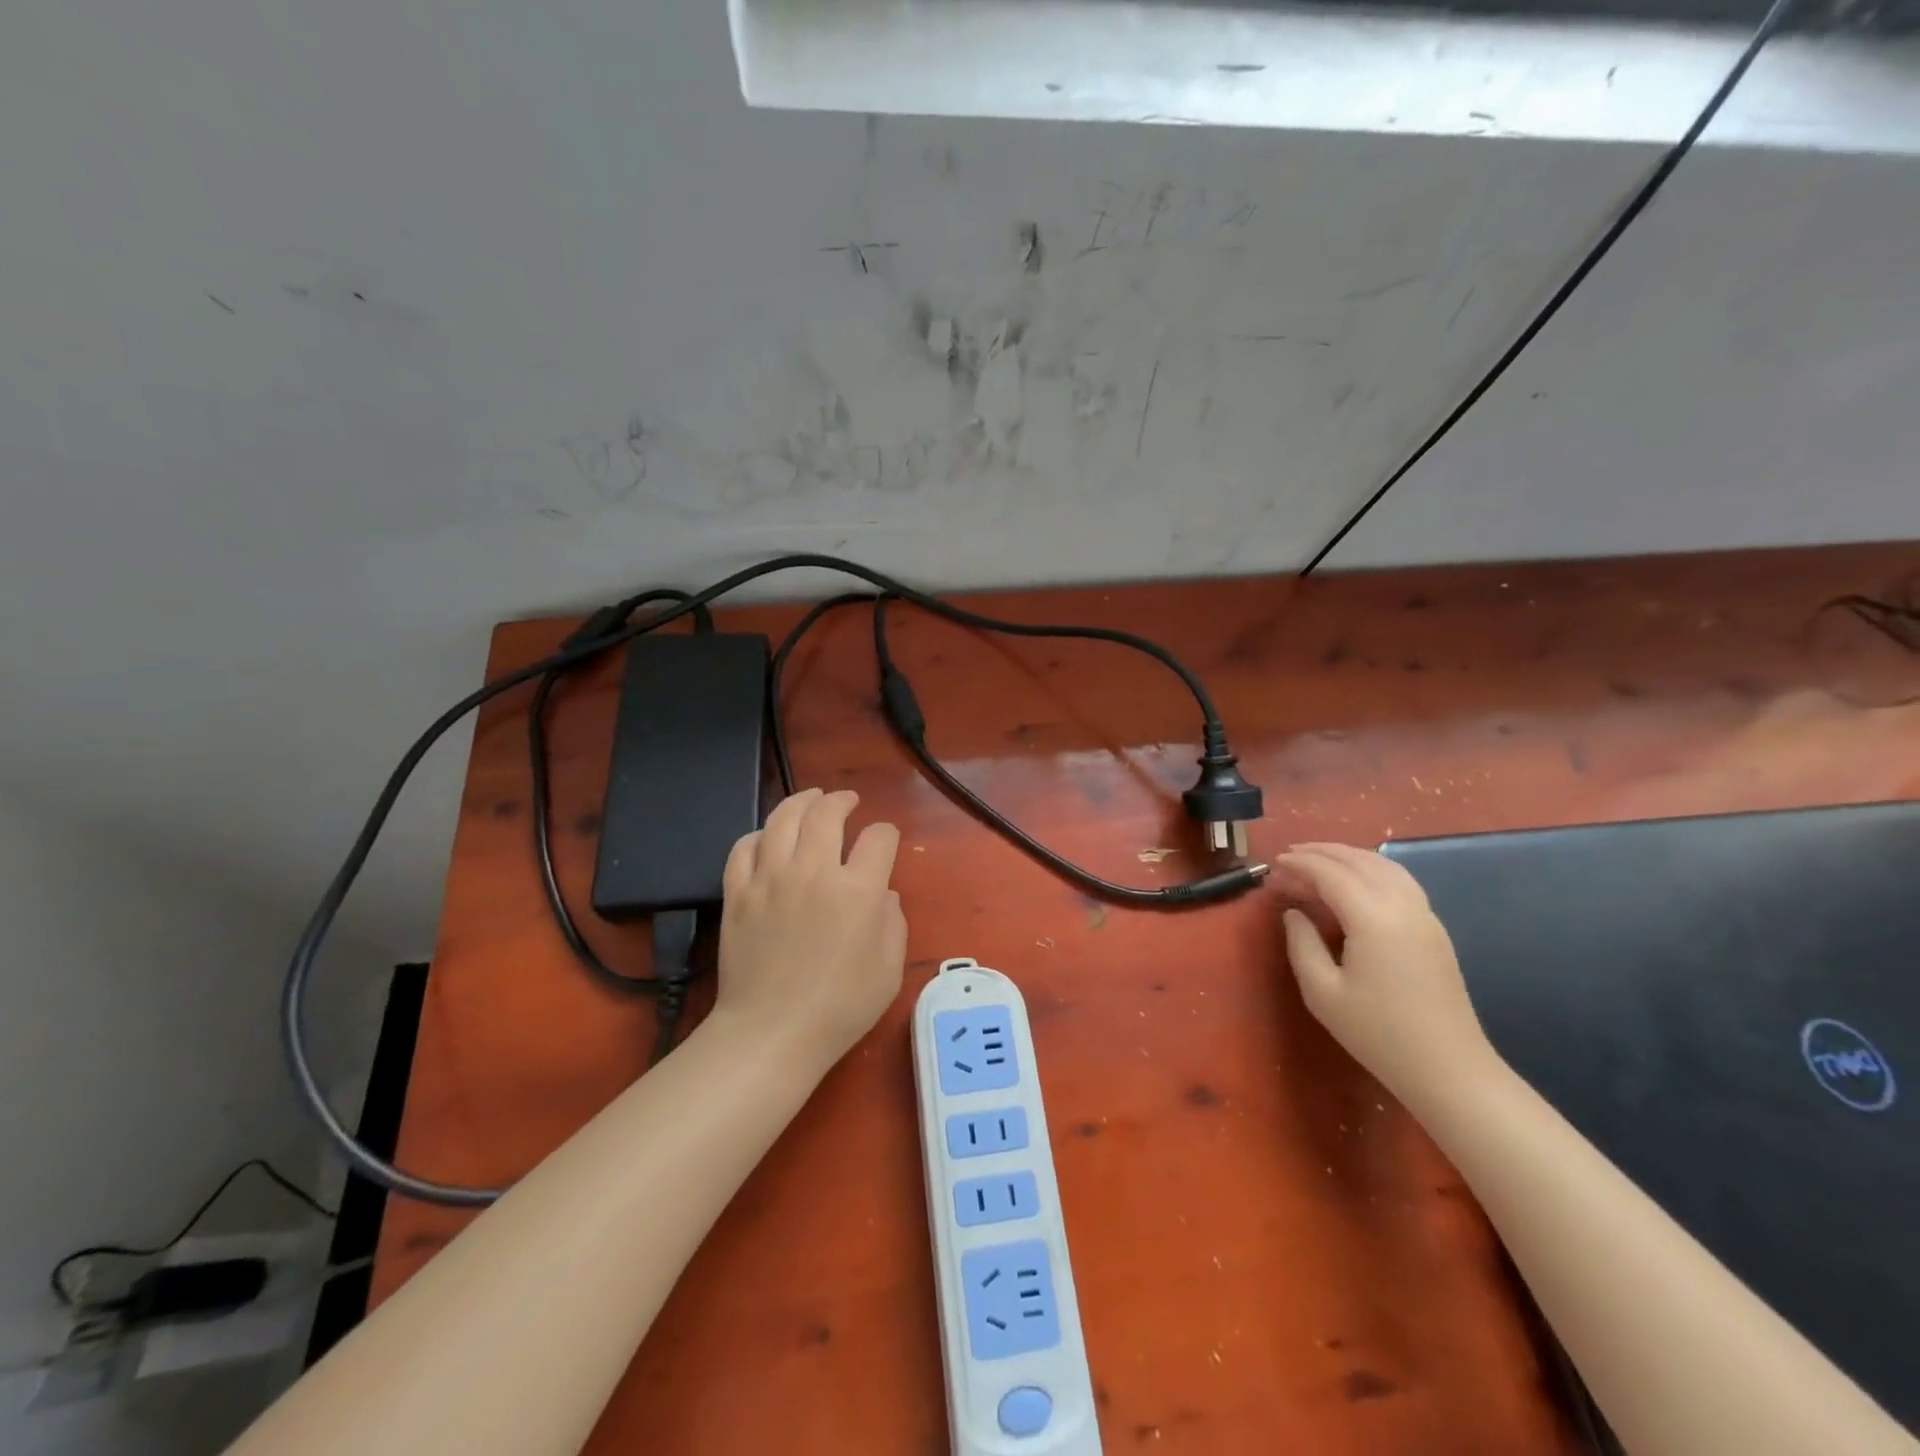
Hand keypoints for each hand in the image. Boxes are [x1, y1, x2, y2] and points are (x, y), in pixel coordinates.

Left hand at [715, 788, 906, 1077]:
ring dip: (802, 802)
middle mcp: (814, 871)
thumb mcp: (889, 970)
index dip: (886, 834)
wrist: (771, 1034)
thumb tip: (883, 895)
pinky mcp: (738, 892)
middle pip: (827, 813)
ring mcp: (770, 878)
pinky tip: (768, 838)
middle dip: (842, 801)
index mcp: (858, 889)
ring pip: (783, 818)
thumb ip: (893, 922)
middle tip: (847, 802)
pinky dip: (759, 834)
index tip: (885, 842)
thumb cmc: (840, 1007)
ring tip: (810, 799)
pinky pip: (744, 847)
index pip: (879, 838)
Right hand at [1275, 842, 1496, 1108]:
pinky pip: (1400, 881)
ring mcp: (1425, 915)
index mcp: (1373, 918)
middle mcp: (1403, 906)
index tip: (1274, 864)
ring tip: (1319, 860)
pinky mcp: (1435, 929)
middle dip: (1322, 852)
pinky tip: (1356, 881)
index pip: (1331, 874)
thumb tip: (1293, 912)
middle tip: (1289, 856)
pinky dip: (1371, 869)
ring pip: (1385, 866)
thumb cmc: (1378, 1033)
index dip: (1300, 864)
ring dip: (1348, 856)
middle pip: (1359, 861)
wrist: (1449, 1069)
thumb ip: (1302, 944)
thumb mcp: (1322, 992)